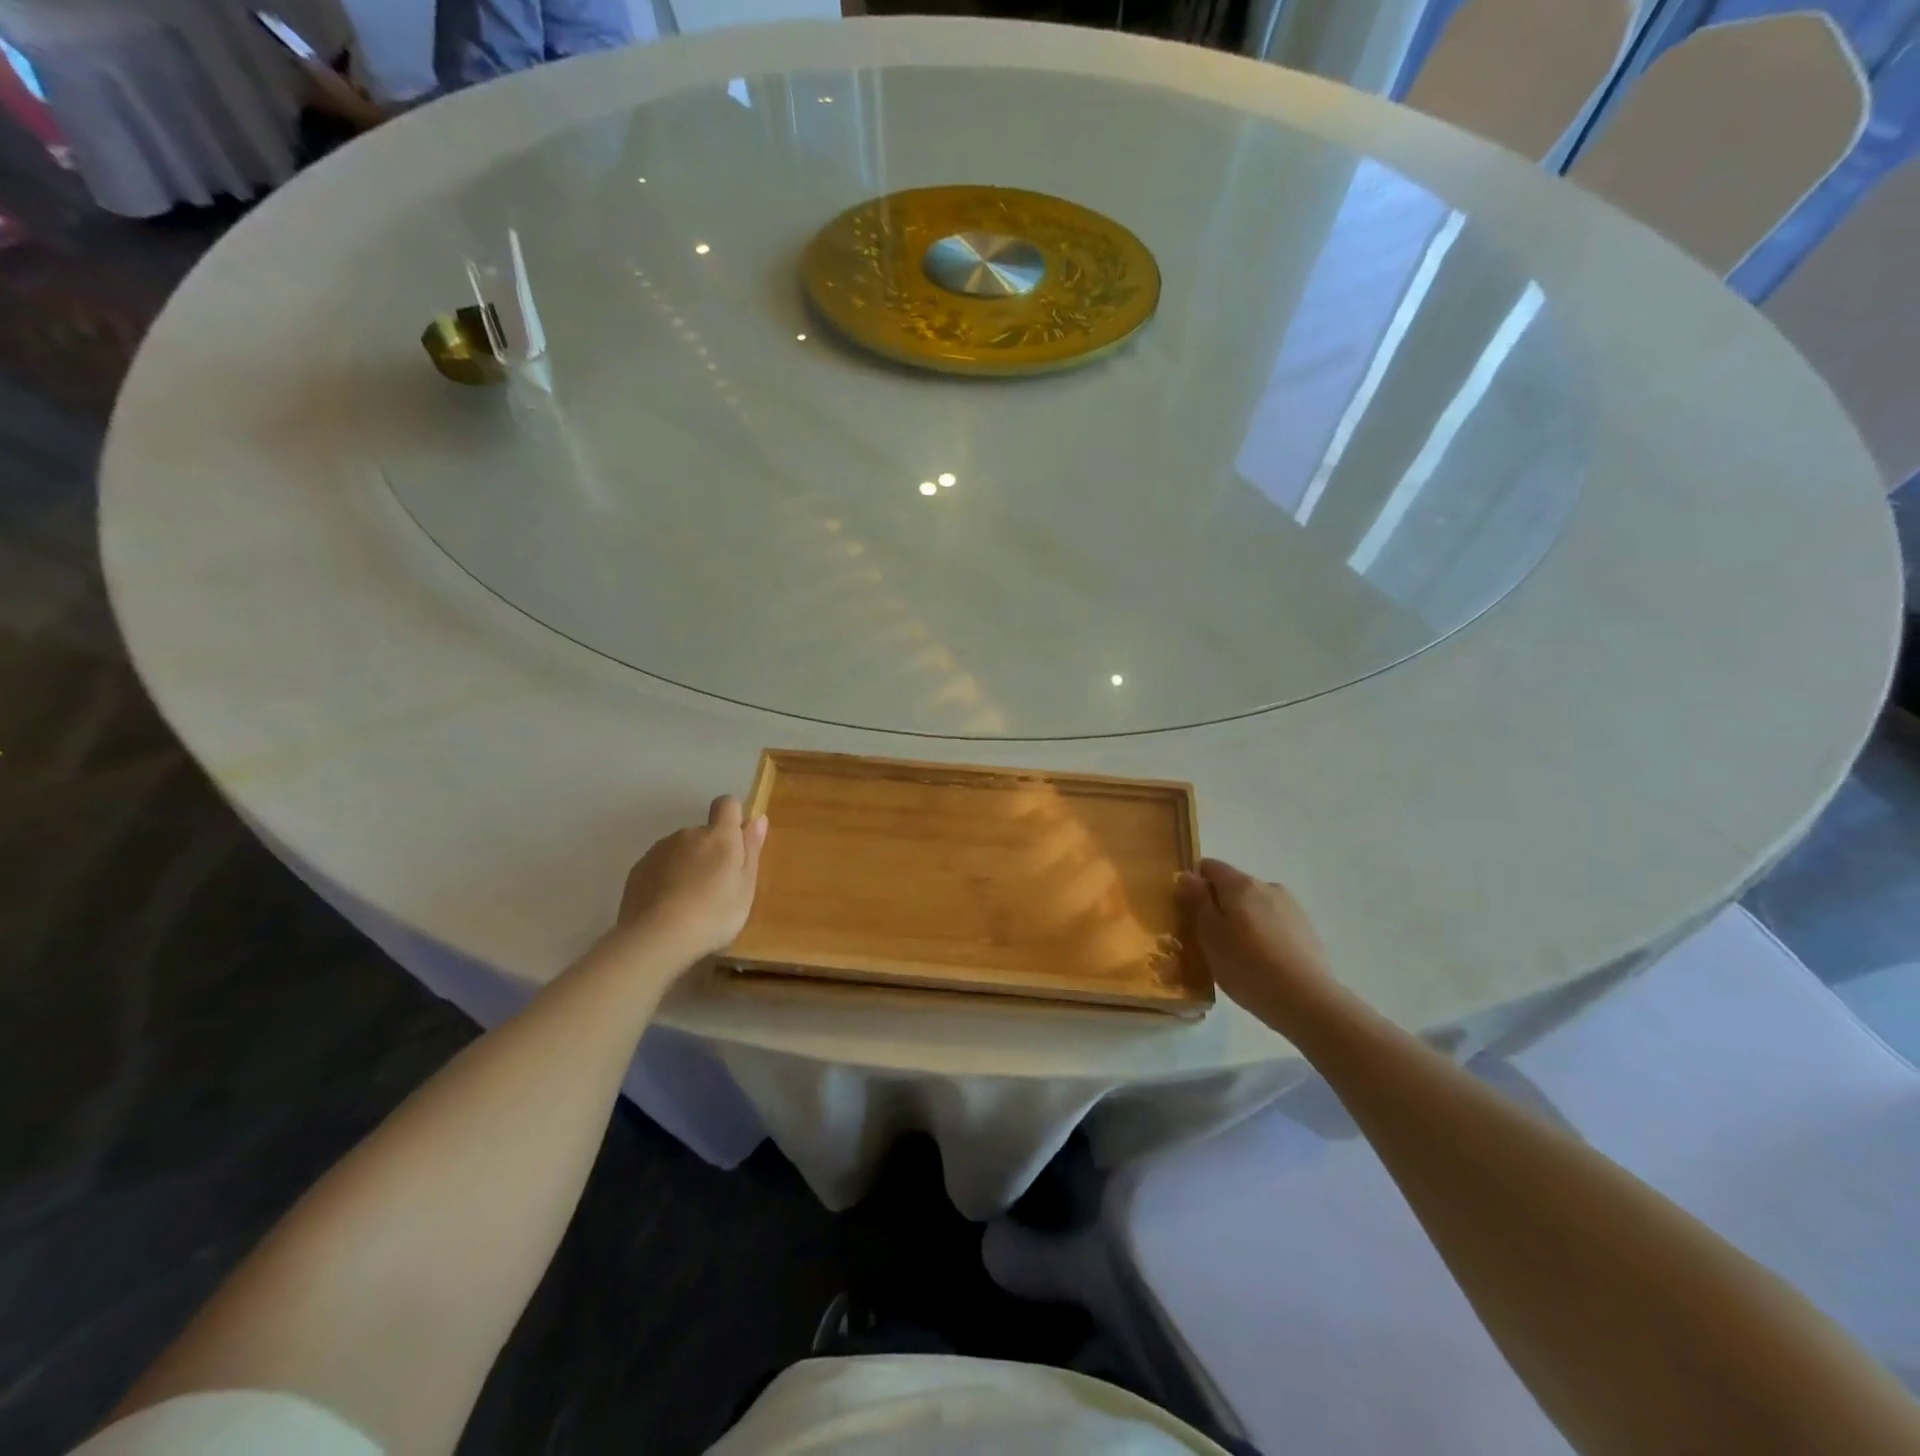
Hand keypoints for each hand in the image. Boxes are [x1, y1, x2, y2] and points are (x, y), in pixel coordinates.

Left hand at [615, 796, 767, 960]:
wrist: (656, 938)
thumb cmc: (714, 913)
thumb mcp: (746, 886)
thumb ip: (751, 849)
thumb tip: (758, 818)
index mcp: (719, 835)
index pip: (727, 804)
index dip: (733, 817)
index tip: (736, 844)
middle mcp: (688, 834)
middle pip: (704, 832)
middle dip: (711, 851)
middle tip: (716, 887)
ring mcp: (660, 850)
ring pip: (681, 850)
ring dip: (688, 865)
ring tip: (690, 902)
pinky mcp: (638, 869)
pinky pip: (660, 866)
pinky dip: (666, 879)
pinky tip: (668, 907)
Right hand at [1177, 859, 1339, 1032]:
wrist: (1307, 1001)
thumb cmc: (1247, 966)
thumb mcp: (1209, 935)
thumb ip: (1197, 900)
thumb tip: (1188, 875)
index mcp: (1240, 884)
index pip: (1209, 866)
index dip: (1194, 882)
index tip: (1186, 909)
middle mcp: (1267, 886)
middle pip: (1233, 886)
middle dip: (1218, 904)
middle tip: (1207, 938)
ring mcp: (1290, 907)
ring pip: (1254, 905)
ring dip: (1241, 920)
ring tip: (1236, 954)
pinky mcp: (1306, 930)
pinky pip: (1273, 922)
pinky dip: (1261, 934)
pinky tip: (1261, 962)